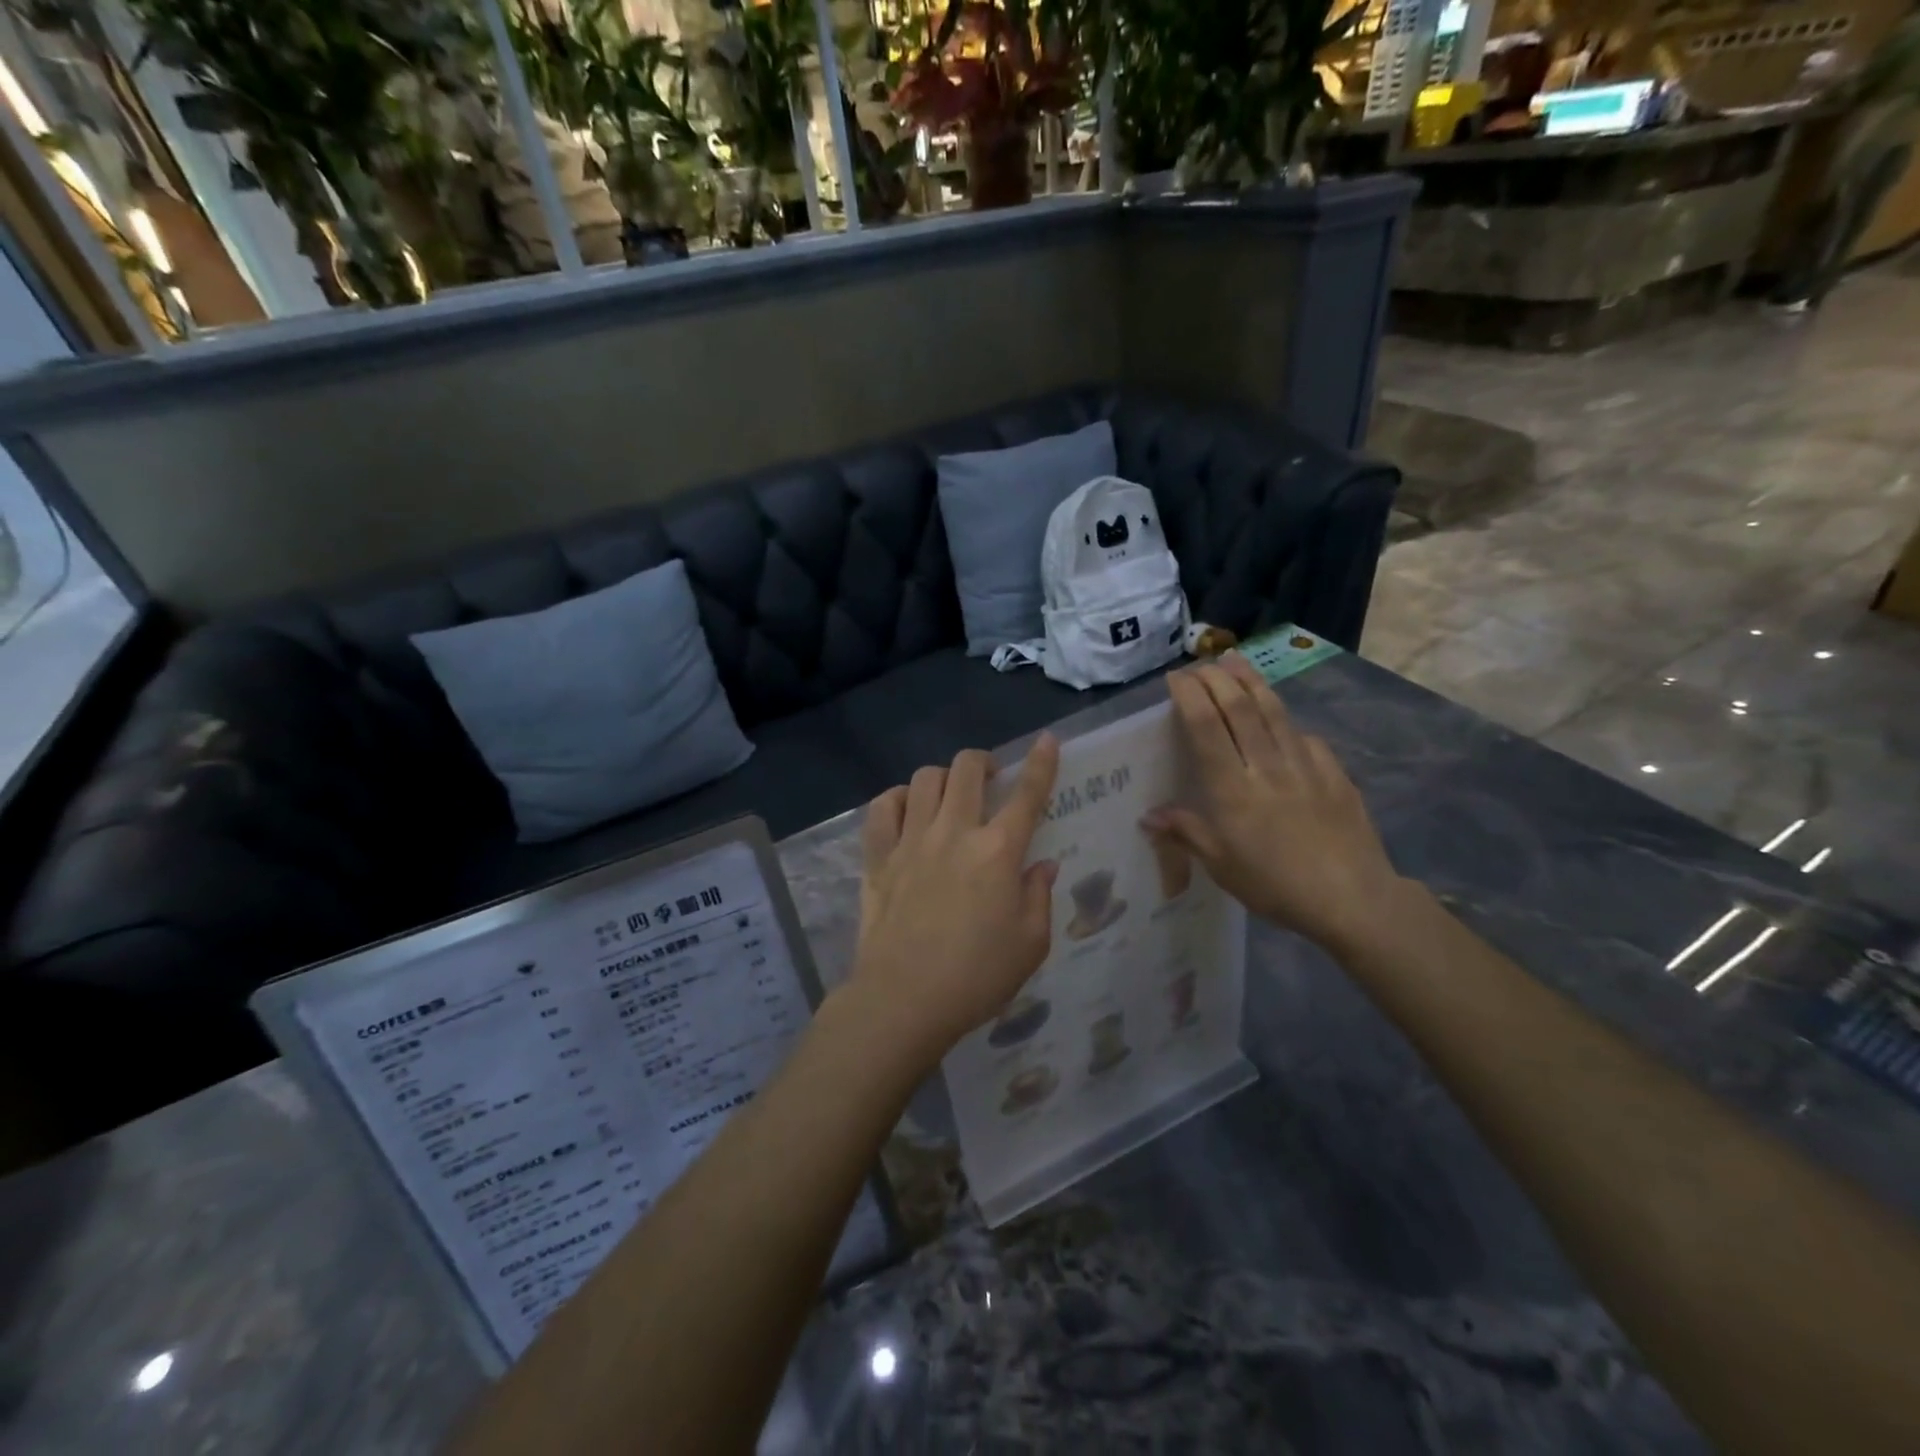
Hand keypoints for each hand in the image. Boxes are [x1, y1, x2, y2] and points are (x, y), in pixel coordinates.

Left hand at [847, 738, 1061, 1066]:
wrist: (904, 998)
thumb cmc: (977, 976)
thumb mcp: (1030, 944)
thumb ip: (1038, 896)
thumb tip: (1041, 865)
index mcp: (998, 851)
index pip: (1027, 794)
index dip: (1041, 762)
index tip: (1047, 740)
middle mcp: (954, 832)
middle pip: (967, 768)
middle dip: (983, 761)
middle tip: (990, 778)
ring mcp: (911, 840)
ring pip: (924, 778)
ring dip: (943, 777)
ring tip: (949, 796)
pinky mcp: (878, 856)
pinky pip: (883, 807)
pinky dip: (897, 799)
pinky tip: (907, 810)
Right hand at [1144, 655, 1405, 952]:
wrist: (1353, 899)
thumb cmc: (1275, 886)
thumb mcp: (1221, 866)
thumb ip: (1187, 833)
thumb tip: (1149, 815)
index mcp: (1232, 789)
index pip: (1206, 728)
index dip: (1189, 696)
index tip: (1176, 678)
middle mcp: (1266, 766)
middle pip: (1238, 708)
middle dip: (1216, 679)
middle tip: (1200, 664)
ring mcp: (1304, 766)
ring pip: (1273, 712)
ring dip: (1250, 682)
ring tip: (1234, 661)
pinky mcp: (1333, 773)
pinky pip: (1305, 737)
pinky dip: (1286, 721)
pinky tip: (1281, 719)